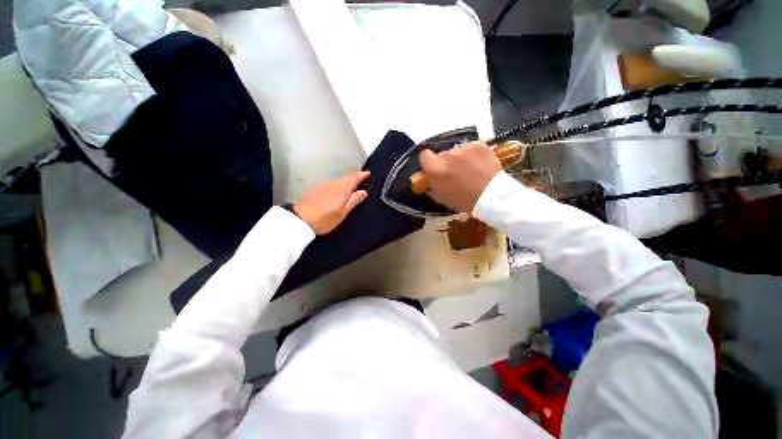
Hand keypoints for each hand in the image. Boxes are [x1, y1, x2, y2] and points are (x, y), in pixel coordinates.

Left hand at [293, 171, 369, 234]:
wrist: (300, 220)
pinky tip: (338, 186)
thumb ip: (353, 200)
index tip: (368, 173)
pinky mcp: (316, 188)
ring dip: (347, 178)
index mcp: (342, 189)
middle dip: (355, 175)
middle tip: (362, 174)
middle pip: (346, 176)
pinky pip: (331, 182)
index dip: (362, 175)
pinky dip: (338, 182)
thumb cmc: (324, 219)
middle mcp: (333, 184)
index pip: (354, 178)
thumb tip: (363, 192)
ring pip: (339, 178)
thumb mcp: (342, 212)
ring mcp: (323, 185)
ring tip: (353, 180)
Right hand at [419, 142, 501, 212]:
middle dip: (447, 162)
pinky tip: (480, 165)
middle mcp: (446, 155)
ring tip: (471, 170)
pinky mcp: (478, 144)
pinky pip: (471, 148)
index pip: (424, 155)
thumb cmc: (463, 201)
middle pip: (443, 154)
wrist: (491, 196)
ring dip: (461, 158)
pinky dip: (474, 155)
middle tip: (456, 173)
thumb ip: (432, 184)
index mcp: (435, 169)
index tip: (434, 167)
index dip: (429, 161)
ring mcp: (463, 148)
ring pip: (458, 151)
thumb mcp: (441, 197)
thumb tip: (429, 177)